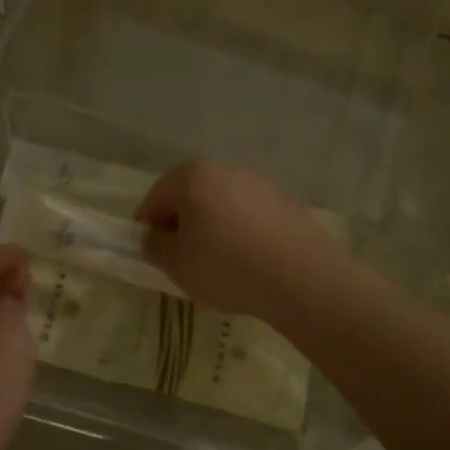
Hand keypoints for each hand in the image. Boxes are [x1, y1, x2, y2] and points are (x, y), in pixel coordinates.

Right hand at [135, 162, 341, 321]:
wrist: (301, 278)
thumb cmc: (226, 266)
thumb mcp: (176, 264)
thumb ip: (155, 247)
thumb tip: (153, 238)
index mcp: (193, 176)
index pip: (156, 198)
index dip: (148, 227)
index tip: (151, 254)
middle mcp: (226, 171)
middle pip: (191, 197)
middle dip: (182, 226)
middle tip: (181, 261)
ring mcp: (260, 185)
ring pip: (222, 207)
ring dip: (213, 230)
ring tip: (217, 267)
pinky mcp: (286, 205)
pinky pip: (250, 219)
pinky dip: (241, 236)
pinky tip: (248, 265)